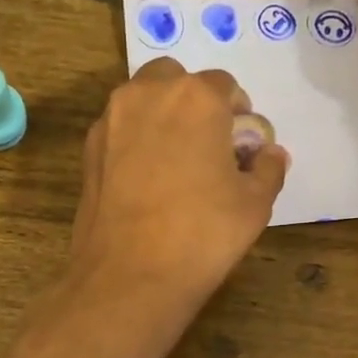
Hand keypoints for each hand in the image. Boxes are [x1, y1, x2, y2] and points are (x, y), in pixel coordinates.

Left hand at [65, 57, 289, 326]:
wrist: (130, 276)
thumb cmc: (203, 234)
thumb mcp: (254, 204)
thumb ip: (268, 169)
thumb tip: (270, 154)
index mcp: (196, 97)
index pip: (225, 86)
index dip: (237, 114)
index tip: (241, 146)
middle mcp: (148, 94)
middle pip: (176, 80)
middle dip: (194, 103)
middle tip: (207, 147)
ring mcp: (111, 120)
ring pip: (142, 100)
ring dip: (162, 117)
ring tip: (176, 164)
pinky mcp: (88, 150)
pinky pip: (120, 130)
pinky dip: (135, 141)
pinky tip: (147, 182)